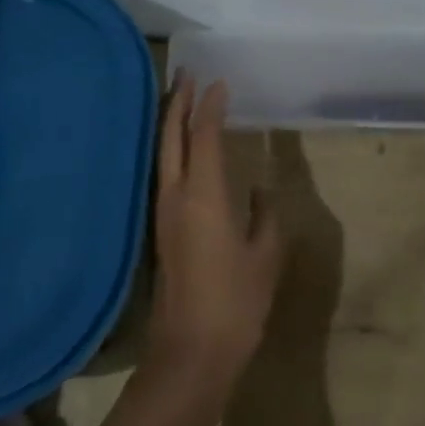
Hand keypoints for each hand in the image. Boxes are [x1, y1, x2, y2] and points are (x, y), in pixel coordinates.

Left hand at [146, 75, 283, 389]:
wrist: (190, 352)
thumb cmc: (236, 303)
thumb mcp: (265, 256)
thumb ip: (264, 215)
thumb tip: (258, 189)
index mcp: (204, 195)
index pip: (203, 135)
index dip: (210, 105)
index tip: (219, 81)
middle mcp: (175, 195)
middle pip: (170, 136)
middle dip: (177, 101)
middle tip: (187, 73)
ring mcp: (162, 212)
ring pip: (161, 153)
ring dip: (170, 122)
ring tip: (181, 99)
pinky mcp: (159, 228)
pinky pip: (162, 172)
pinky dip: (169, 148)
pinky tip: (180, 149)